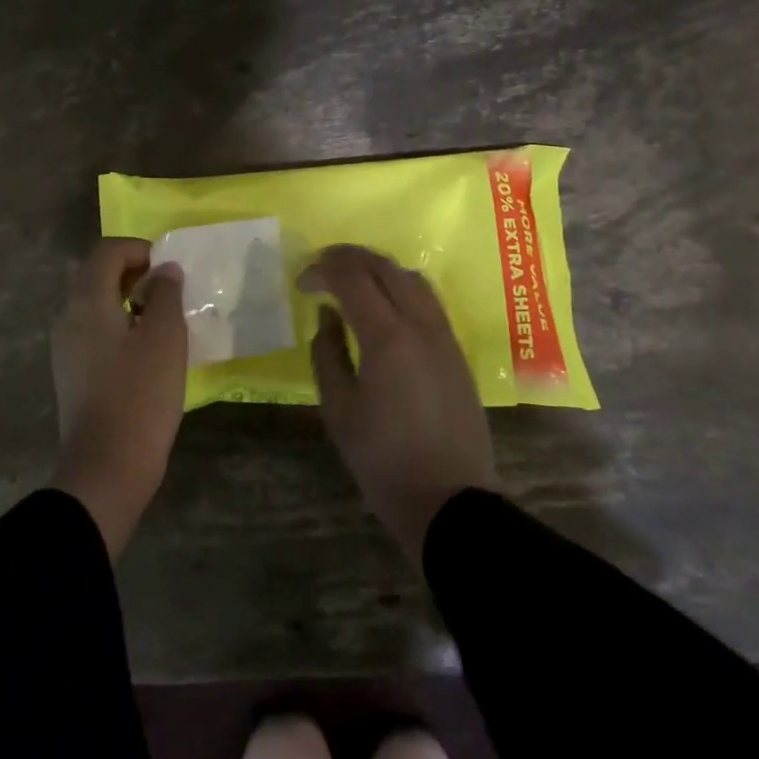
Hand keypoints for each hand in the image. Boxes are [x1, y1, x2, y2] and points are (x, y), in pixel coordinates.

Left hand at [50, 238, 188, 558]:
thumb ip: (166, 294)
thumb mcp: (165, 337)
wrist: (107, 467)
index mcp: (87, 302)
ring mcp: (66, 347)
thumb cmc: (140, 395)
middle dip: (134, 273)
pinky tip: (146, 350)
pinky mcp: (73, 373)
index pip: (108, 252)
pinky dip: (120, 326)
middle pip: (98, 275)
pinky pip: (95, 331)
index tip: (170, 269)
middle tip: (170, 290)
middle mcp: (68, 317)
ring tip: (163, 319)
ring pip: (96, 305)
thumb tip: (164, 270)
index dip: (140, 250)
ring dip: (128, 300)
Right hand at [300, 245, 497, 561]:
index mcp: (387, 337)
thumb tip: (327, 315)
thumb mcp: (339, 408)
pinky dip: (401, 287)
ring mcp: (444, 336)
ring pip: (412, 278)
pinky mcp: (456, 351)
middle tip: (322, 267)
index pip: (352, 278)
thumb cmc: (383, 459)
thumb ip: (327, 352)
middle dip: (349, 258)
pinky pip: (428, 300)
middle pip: (385, 268)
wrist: (449, 500)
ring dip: (379, 269)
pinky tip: (385, 306)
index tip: (302, 283)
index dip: (323, 270)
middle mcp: (420, 324)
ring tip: (353, 280)